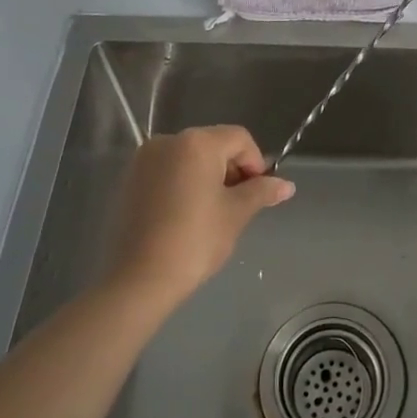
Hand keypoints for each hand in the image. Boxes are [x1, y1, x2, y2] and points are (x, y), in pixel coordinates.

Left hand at [104, 126, 293, 305]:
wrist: (139, 279)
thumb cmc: (195, 240)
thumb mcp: (236, 213)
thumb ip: (262, 192)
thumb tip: (287, 185)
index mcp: (197, 142)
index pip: (239, 138)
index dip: (256, 162)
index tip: (258, 193)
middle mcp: (168, 141)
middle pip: (213, 145)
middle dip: (232, 169)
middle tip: (239, 204)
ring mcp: (144, 160)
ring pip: (189, 158)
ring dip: (208, 176)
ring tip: (213, 212)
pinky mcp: (129, 181)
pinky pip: (167, 171)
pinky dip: (183, 184)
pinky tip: (187, 215)